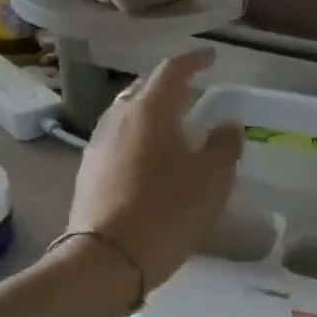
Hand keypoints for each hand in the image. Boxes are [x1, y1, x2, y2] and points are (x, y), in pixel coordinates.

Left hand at [66, 49, 244, 291]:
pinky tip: (152, 157)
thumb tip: (227, 125)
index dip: (194, 60)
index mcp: (150, 110)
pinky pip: (119, 139)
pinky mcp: (89, 172)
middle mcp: (119, 119)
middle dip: (171, 86)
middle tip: (194, 92)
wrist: (106, 260)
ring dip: (153, 112)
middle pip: (145, 89)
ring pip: (128, 114)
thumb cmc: (167, 210)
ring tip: (174, 124)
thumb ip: (224, 145)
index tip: (211, 57)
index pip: (172, 70)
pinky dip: (140, 136)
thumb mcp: (213, 178)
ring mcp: (99, 145)